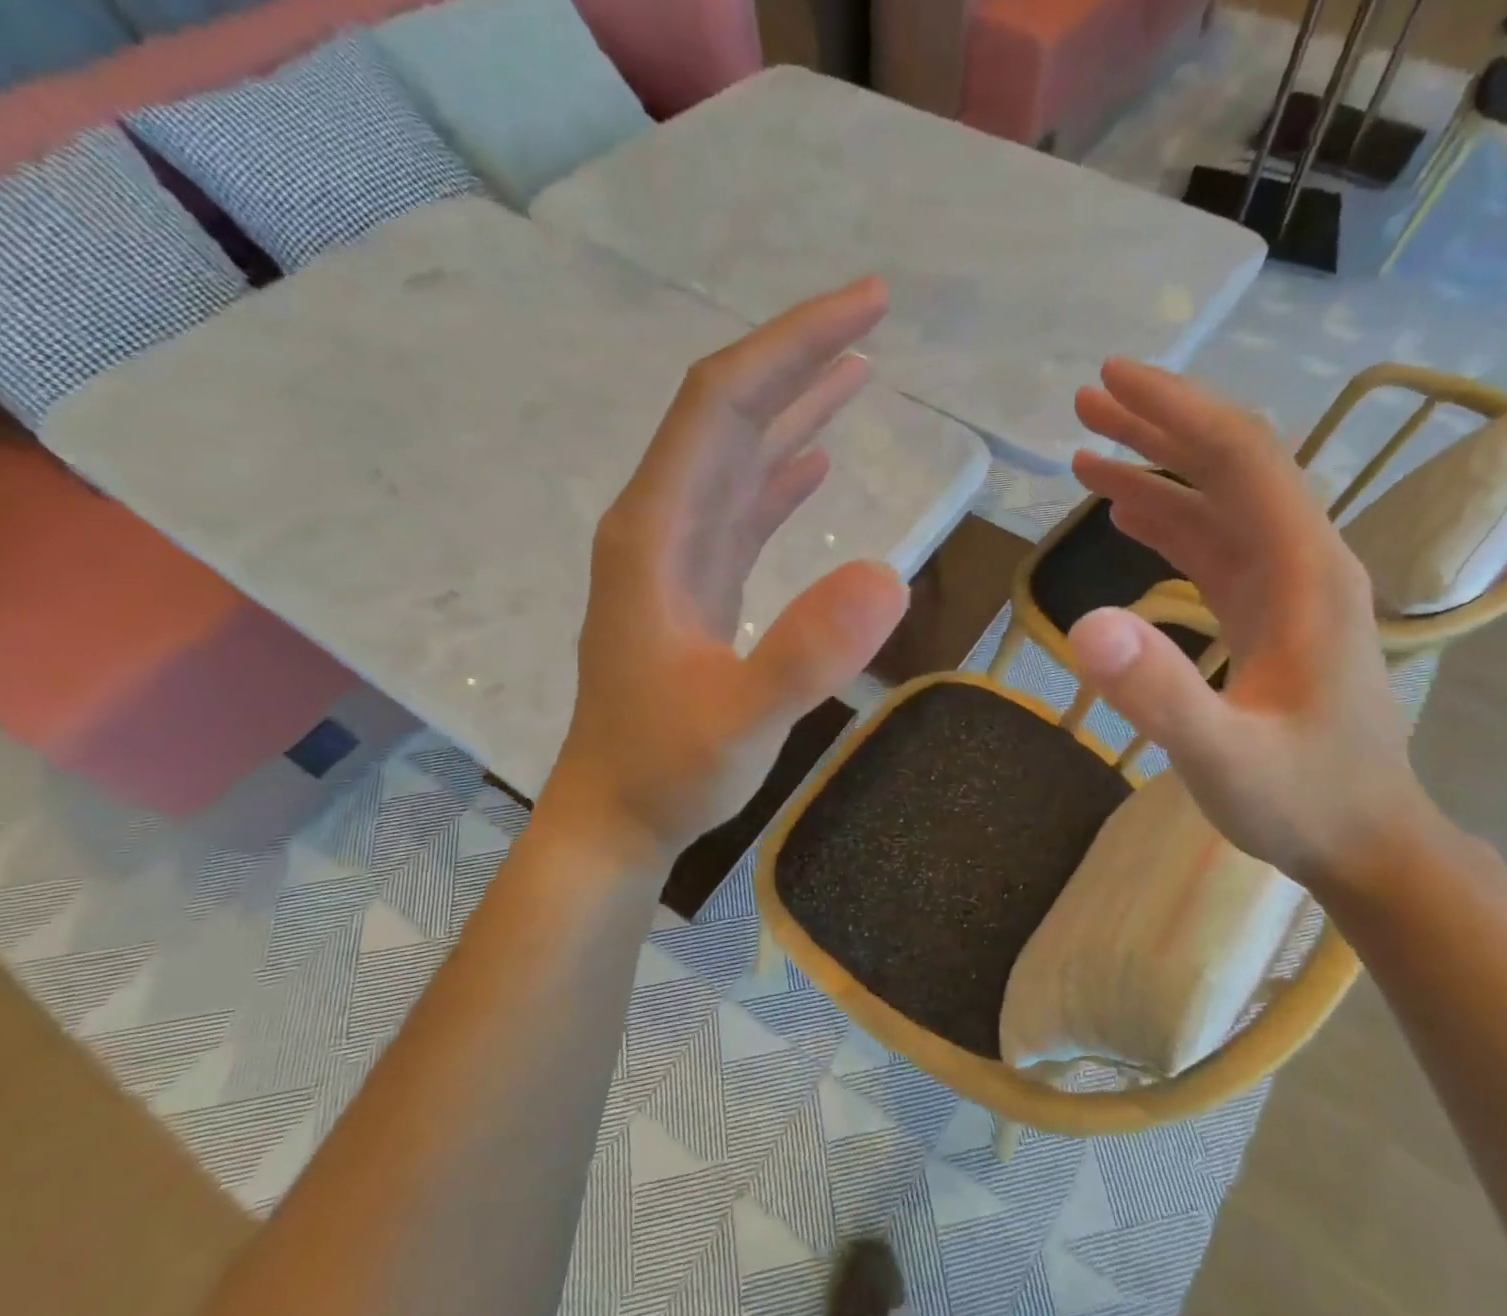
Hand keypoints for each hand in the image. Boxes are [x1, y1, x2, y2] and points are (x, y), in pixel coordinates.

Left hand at [534, 278, 910, 865]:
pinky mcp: (696, 590)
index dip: (789, 346)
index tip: (864, 307)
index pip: (720, 405)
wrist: (618, 817)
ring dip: (792, 407)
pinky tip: (814, 459)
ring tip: (857, 368)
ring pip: (735, 458)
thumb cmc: (668, 772)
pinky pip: (740, 511)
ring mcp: (676, 558)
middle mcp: (659, 527)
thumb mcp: (740, 721)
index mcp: (657, 534)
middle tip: (874, 312)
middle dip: (797, 356)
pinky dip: (779, 475)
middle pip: (726, 414)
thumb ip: (805, 653)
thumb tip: (888, 576)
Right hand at [1068, 359, 1434, 889]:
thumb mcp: (1221, 756)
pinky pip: (1216, 550)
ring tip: (1086, 454)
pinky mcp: (1270, 619)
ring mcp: (1287, 591)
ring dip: (1156, 474)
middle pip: (1232, 466)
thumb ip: (1158, 693)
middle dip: (1159, 425)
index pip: (1240, 458)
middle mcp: (1302, 564)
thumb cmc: (1302, 800)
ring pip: (1219, 506)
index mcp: (1304, 573)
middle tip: (1086, 400)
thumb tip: (1084, 625)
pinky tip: (1130, 517)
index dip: (1175, 411)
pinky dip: (1170, 524)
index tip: (1110, 379)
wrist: (1367, 842)